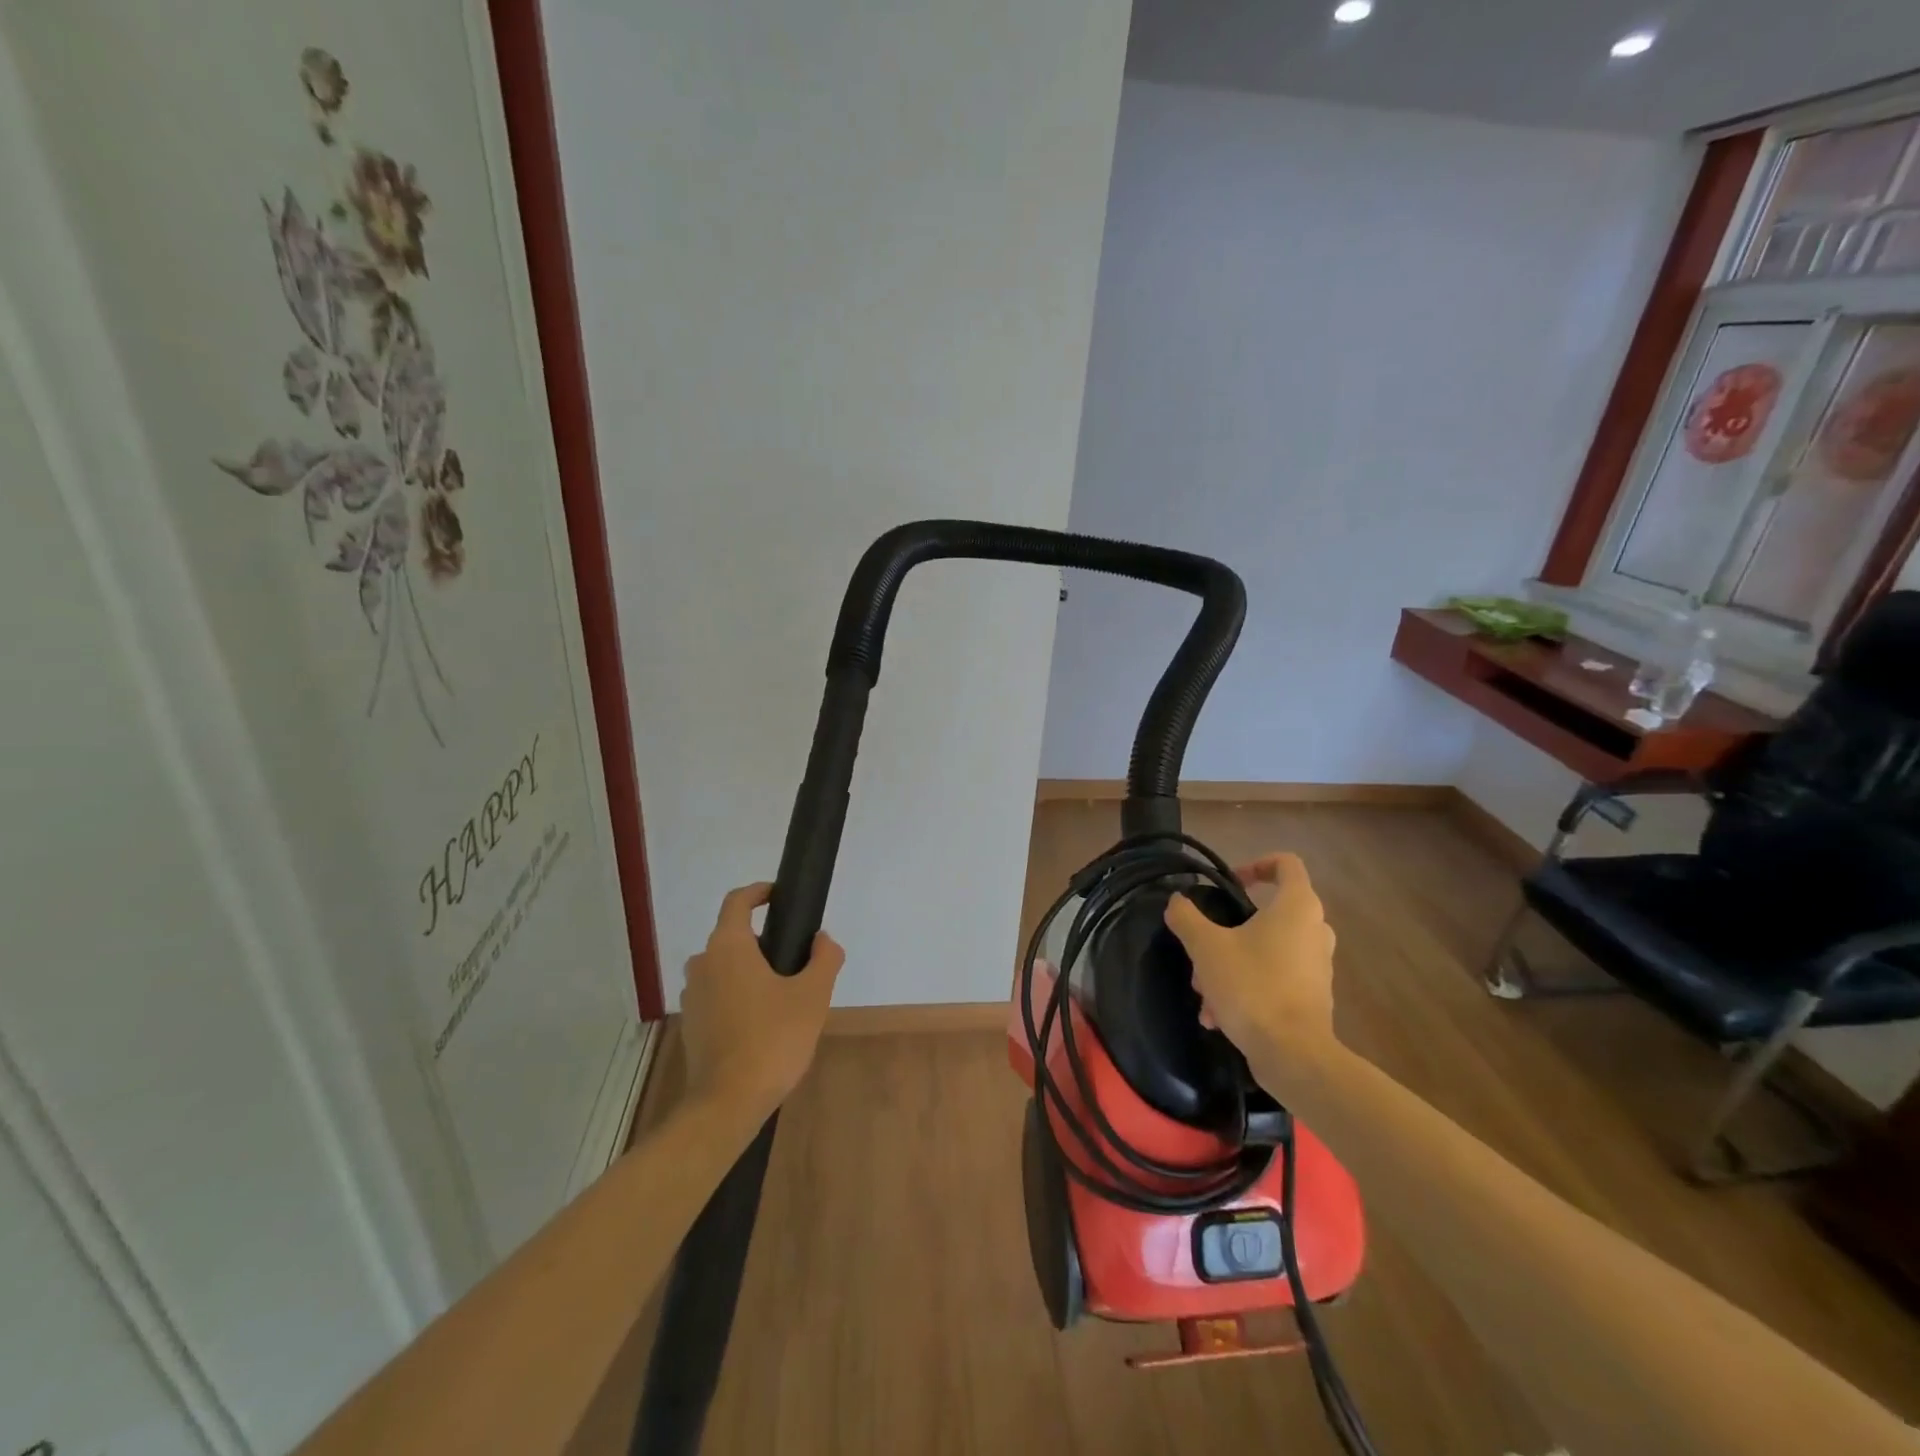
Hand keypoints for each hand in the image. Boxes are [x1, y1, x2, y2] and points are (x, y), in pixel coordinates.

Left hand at [681, 883, 844, 1120]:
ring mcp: (693, 995)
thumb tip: (823, 940)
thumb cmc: (772, 1038)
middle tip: (796, 961)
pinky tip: (764, 1023)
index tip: (780, 896)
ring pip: (725, 967)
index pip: (738, 901)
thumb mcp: (813, 995)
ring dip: (751, 971)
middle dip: (764, 941)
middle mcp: (703, 963)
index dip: (759, 892)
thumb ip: (824, 958)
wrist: (727, 1103)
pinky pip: (718, 994)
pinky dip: (739, 996)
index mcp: (729, 946)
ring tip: (784, 996)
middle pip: (734, 936)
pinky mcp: (691, 1024)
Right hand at [1164, 852, 1337, 1070]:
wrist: (1293, 1055)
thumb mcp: (1206, 947)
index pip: (1285, 863)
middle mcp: (1315, 930)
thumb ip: (1187, 917)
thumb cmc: (1252, 987)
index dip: (1255, 864)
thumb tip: (1177, 901)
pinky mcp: (1313, 997)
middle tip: (1203, 948)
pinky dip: (1247, 988)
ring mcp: (1317, 966)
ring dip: (1232, 964)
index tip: (1228, 883)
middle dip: (1229, 929)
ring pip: (1267, 950)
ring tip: (1204, 993)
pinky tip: (1218, 1016)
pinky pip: (1275, 978)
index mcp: (1297, 907)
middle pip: (1268, 912)